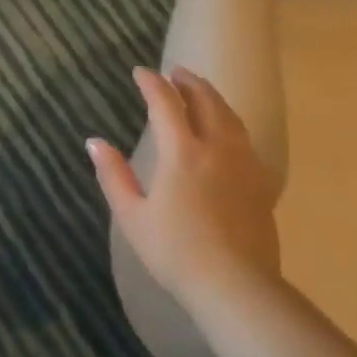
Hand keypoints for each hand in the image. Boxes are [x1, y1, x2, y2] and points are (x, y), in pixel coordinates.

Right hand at [87, 67, 280, 300]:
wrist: (234, 284)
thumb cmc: (175, 251)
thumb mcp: (132, 216)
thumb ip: (113, 175)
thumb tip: (95, 142)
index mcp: (182, 152)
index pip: (166, 104)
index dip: (152, 84)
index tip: (140, 72)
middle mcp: (217, 148)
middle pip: (206, 101)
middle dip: (189, 82)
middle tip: (176, 72)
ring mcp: (244, 164)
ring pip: (231, 117)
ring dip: (213, 98)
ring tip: (202, 92)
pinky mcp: (261, 183)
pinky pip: (246, 140)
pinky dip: (232, 124)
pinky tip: (229, 132)